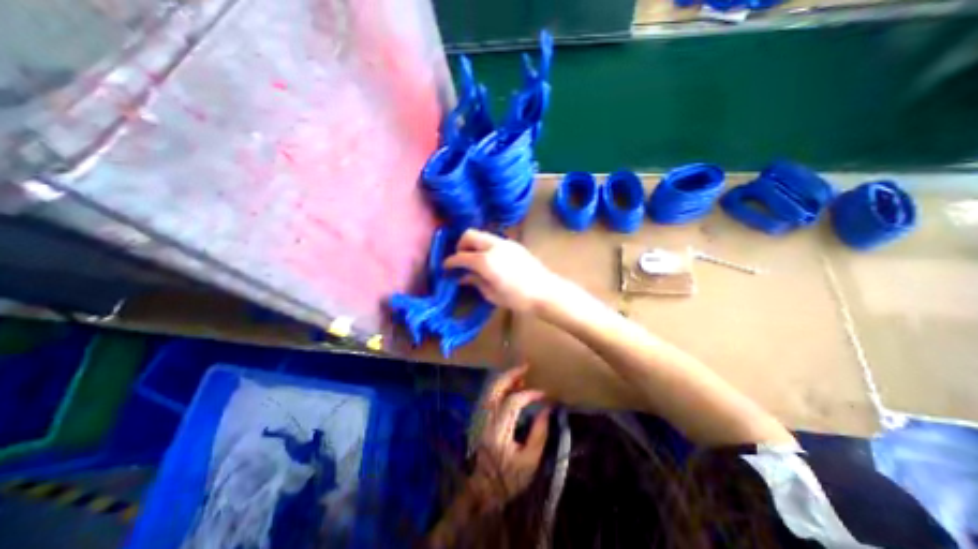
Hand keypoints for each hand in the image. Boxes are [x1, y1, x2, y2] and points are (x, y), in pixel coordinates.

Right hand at [443, 228, 565, 313]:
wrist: (546, 291)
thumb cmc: (518, 298)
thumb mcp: (492, 294)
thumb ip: (475, 282)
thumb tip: (463, 277)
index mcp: (485, 261)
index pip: (461, 256)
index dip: (450, 262)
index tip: (445, 267)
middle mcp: (493, 246)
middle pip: (469, 234)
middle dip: (461, 245)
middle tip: (461, 260)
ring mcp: (505, 242)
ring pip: (482, 235)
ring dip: (474, 244)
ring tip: (475, 260)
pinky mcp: (514, 244)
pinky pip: (493, 239)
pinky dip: (485, 246)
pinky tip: (490, 260)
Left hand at [473, 366, 552, 510]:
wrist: (483, 490)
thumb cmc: (509, 479)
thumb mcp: (530, 462)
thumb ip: (539, 433)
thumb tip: (546, 409)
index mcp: (498, 431)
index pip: (513, 402)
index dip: (529, 394)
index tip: (543, 394)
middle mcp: (486, 419)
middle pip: (496, 388)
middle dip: (511, 375)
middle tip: (525, 366)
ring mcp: (479, 417)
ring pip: (490, 389)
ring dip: (505, 378)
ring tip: (520, 374)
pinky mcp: (479, 418)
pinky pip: (488, 395)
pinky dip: (500, 386)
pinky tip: (510, 385)